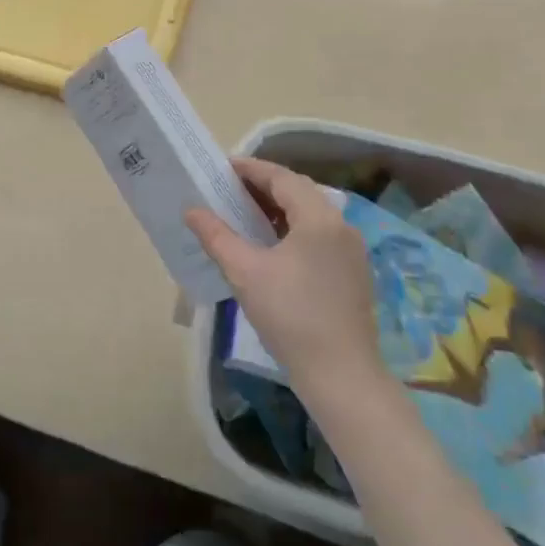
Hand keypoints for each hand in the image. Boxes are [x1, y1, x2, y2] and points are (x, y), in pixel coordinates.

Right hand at [186, 157, 387, 407]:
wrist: (342, 376)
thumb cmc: (291, 316)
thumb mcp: (245, 273)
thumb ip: (216, 236)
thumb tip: (192, 210)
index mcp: (318, 218)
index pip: (281, 178)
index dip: (250, 169)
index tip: (222, 168)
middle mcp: (341, 226)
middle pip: (298, 192)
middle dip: (262, 187)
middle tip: (228, 189)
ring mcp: (351, 251)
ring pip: (309, 214)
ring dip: (277, 209)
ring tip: (244, 214)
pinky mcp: (353, 273)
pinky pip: (319, 235)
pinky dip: (292, 229)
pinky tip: (270, 246)